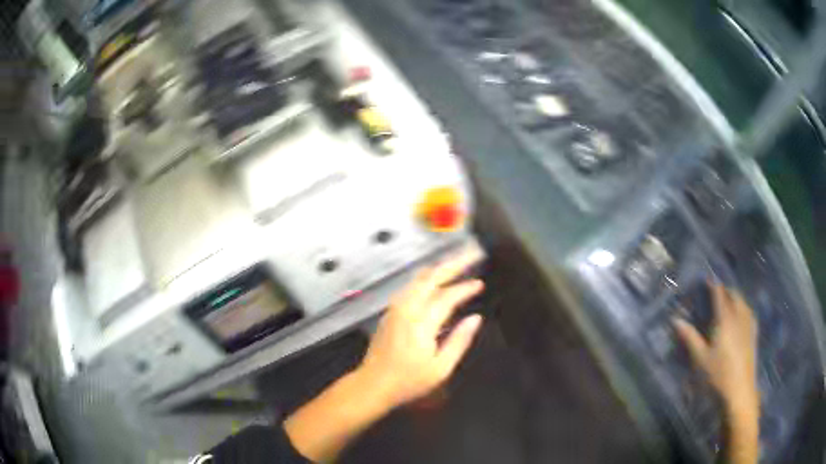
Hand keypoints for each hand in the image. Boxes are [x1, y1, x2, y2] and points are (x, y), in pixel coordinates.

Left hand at [357, 248, 484, 409]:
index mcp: (421, 323)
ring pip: (418, 279)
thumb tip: (476, 318)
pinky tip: (435, 281)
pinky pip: (411, 286)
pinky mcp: (390, 312)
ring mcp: (395, 308)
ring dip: (439, 269)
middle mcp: (406, 309)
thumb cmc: (409, 381)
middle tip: (471, 255)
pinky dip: (427, 278)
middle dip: (453, 264)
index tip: (480, 283)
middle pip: (431, 277)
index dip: (465, 287)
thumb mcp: (441, 368)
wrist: (373, 384)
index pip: (447, 296)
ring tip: (457, 264)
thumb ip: (459, 340)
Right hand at [674, 284, 758, 414]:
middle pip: (734, 294)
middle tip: (716, 292)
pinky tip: (741, 316)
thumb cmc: (718, 374)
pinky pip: (749, 311)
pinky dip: (743, 307)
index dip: (713, 285)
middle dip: (725, 290)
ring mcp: (749, 323)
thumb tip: (676, 320)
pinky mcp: (754, 332)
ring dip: (735, 297)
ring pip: (743, 302)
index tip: (707, 279)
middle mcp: (739, 315)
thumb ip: (690, 337)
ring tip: (728, 302)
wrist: (739, 390)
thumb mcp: (700, 358)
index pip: (719, 294)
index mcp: (725, 318)